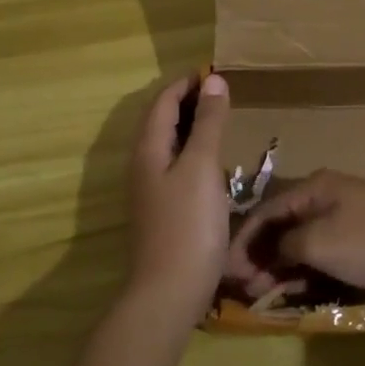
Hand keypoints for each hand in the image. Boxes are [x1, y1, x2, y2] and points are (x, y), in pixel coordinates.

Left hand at [124, 72, 231, 323]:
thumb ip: (208, 123)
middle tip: (222, 92)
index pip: (163, 101)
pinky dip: (192, 150)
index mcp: (148, 148)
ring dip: (190, 126)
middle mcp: (142, 164)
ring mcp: (150, 189)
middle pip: (161, 120)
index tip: (215, 72)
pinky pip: (174, 165)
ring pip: (167, 144)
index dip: (186, 83)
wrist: (168, 293)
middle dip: (187, 101)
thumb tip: (213, 80)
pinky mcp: (161, 209)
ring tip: (220, 119)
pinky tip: (212, 162)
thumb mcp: (201, 167)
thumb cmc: (187, 224)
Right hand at [225, 169, 364, 302]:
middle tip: (245, 288)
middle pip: (282, 224)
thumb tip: (274, 251)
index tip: (226, 271)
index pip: (265, 210)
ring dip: (281, 264)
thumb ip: (286, 244)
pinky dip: (306, 267)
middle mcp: (328, 194)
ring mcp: (348, 215)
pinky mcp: (364, 237)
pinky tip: (296, 289)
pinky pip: (324, 249)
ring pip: (302, 238)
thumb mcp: (320, 244)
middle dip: (260, 254)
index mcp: (314, 187)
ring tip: (265, 292)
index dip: (242, 240)